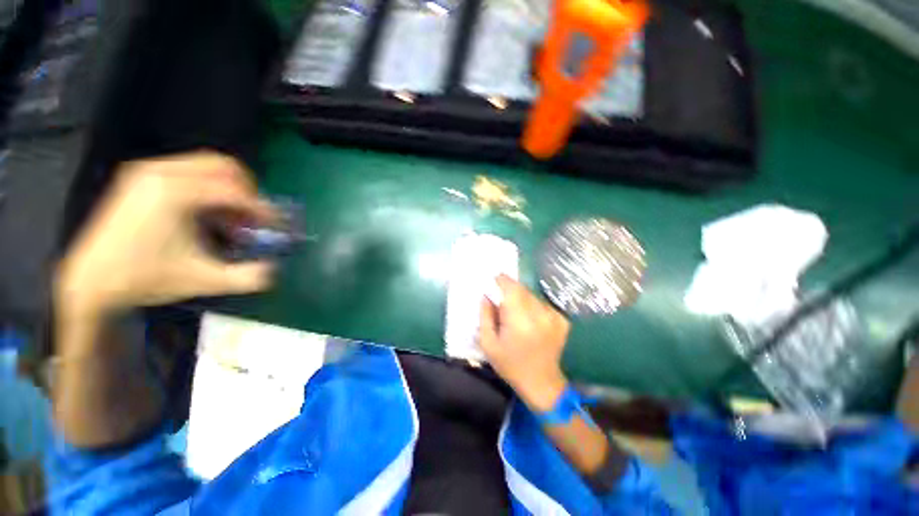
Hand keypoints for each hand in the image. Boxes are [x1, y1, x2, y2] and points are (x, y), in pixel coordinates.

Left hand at [55, 151, 276, 323]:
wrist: (91, 279)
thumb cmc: (146, 278)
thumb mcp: (203, 281)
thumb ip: (247, 277)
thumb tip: (275, 269)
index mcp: (174, 193)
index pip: (234, 190)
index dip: (262, 208)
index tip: (274, 225)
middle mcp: (161, 172)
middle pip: (223, 165)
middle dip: (247, 190)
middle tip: (252, 215)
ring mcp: (148, 170)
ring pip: (207, 165)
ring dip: (228, 188)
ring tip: (229, 217)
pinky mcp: (141, 176)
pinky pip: (188, 170)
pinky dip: (207, 187)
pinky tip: (205, 213)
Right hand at [480, 275, 570, 410]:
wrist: (542, 383)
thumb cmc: (510, 365)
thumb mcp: (488, 344)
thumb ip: (485, 316)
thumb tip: (486, 296)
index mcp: (520, 321)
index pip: (512, 289)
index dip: (503, 280)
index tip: (495, 279)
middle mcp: (540, 315)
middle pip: (522, 290)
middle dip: (510, 290)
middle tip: (502, 300)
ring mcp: (554, 317)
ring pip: (532, 296)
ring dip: (522, 299)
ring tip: (516, 314)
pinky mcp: (562, 320)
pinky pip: (542, 304)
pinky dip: (533, 307)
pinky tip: (529, 321)